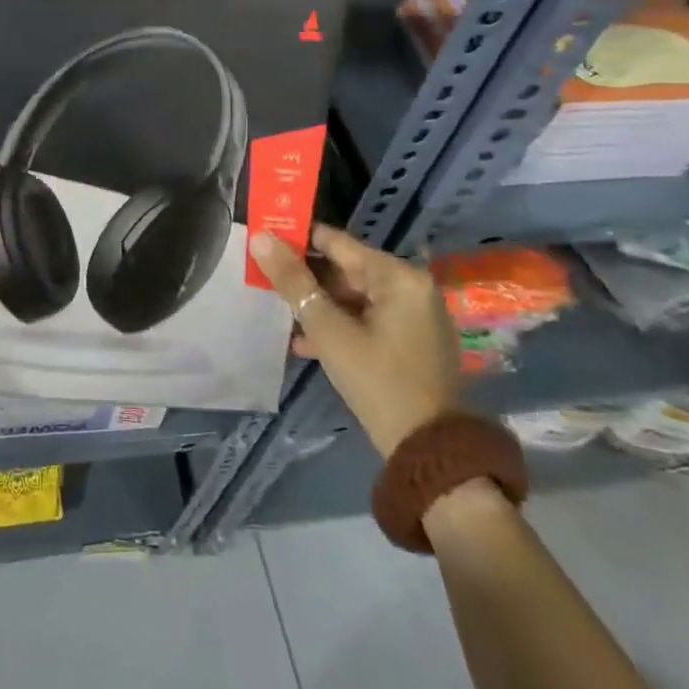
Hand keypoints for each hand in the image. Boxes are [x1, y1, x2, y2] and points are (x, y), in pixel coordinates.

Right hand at [248, 224, 460, 457]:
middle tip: (264, 280)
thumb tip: (260, 238)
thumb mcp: (328, 330)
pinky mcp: (411, 341)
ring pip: (353, 296)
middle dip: (305, 277)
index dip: (296, 240)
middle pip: (345, 269)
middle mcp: (411, 287)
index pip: (336, 242)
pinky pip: (366, 318)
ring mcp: (414, 315)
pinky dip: (338, 324)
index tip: (262, 242)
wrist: (428, 451)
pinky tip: (305, 341)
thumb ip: (293, 281)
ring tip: (279, 312)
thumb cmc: (377, 381)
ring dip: (317, 305)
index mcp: (398, 276)